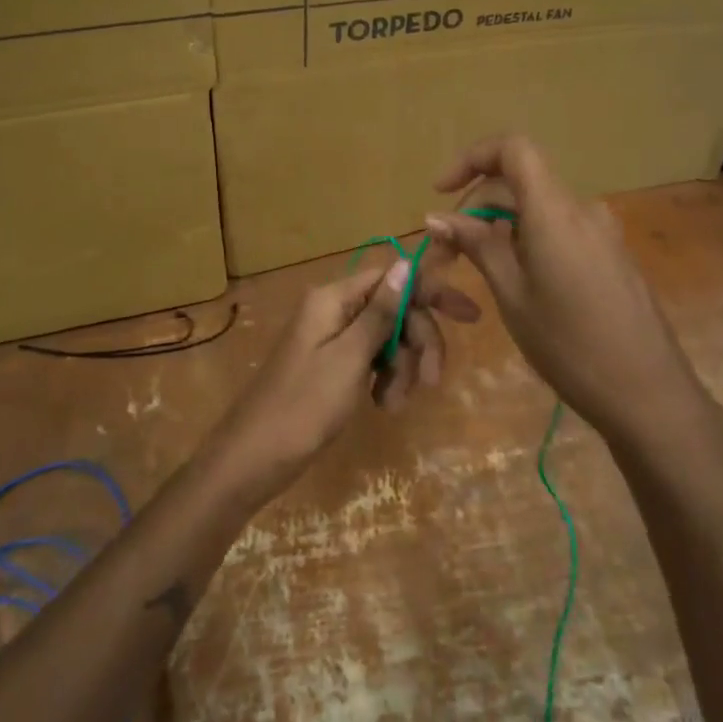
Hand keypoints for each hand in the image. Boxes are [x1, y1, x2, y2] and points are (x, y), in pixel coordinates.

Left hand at [213, 258, 480, 499]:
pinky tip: (383, 404)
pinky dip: (385, 378)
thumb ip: (380, 312)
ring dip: (402, 368)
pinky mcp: (333, 364)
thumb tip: (407, 263)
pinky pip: (372, 359)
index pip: (394, 277)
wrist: (253, 458)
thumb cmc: (303, 406)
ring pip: (388, 337)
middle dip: (417, 342)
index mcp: (333, 298)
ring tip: (393, 404)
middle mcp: (334, 309)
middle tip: (430, 380)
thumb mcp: (349, 357)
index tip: (469, 317)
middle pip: (395, 309)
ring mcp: (333, 338)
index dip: (431, 292)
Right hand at [424, 135, 708, 444]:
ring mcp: (603, 232)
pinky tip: (517, 281)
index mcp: (555, 210)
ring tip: (476, 271)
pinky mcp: (612, 254)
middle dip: (476, 207)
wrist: (647, 392)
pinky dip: (528, 240)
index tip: (441, 193)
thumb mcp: (512, 294)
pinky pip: (561, 229)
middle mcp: (582, 209)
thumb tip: (437, 217)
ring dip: (501, 227)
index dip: (472, 158)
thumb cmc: (569, 345)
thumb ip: (477, 246)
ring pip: (539, 209)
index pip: (513, 148)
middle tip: (446, 254)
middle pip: (521, 182)